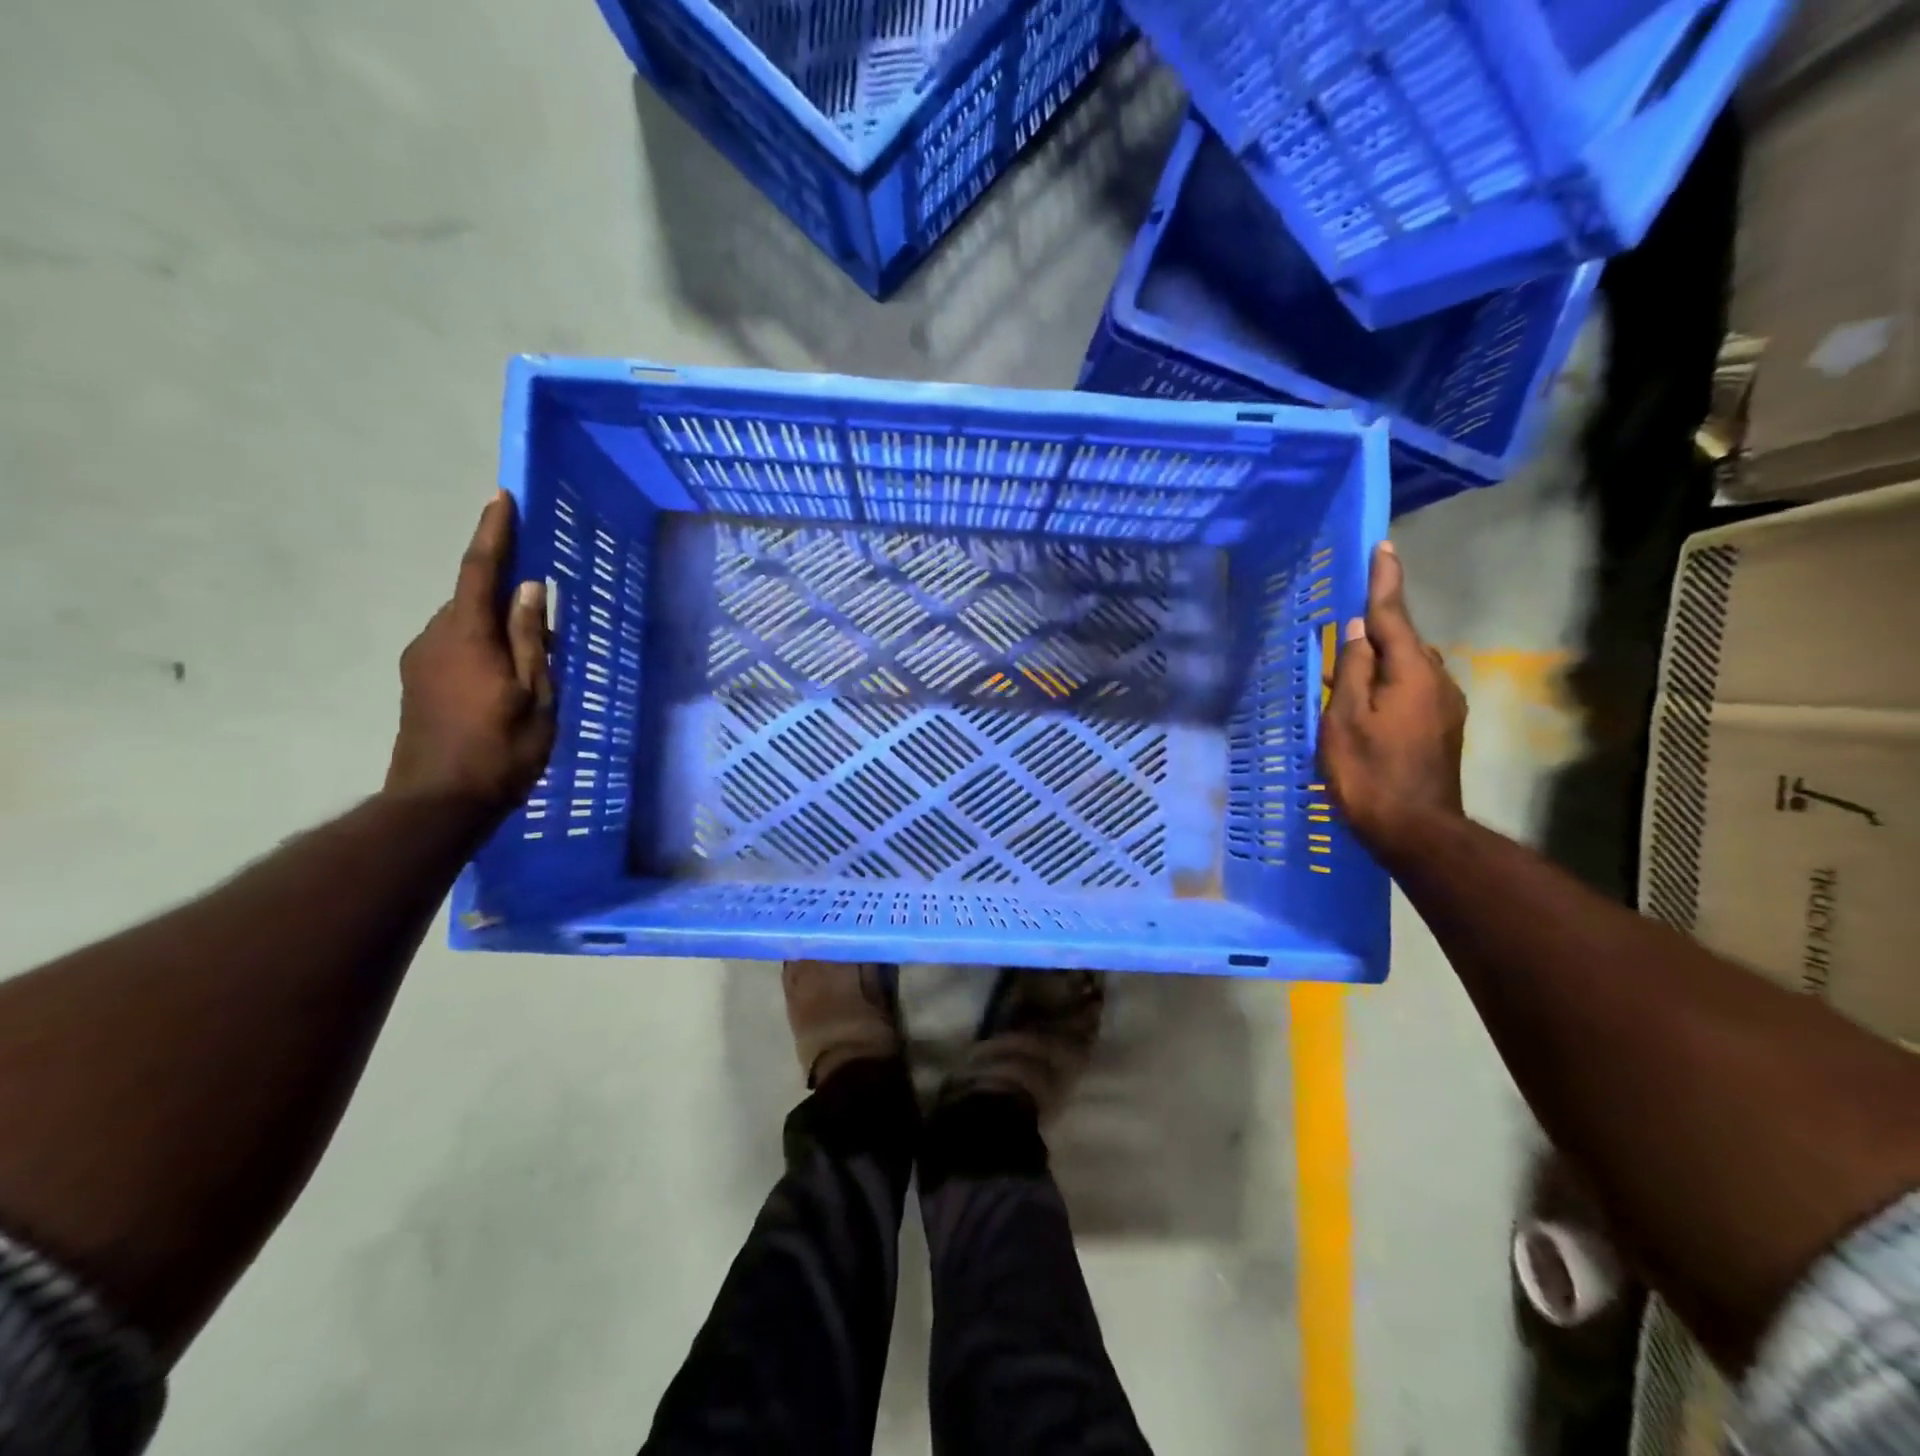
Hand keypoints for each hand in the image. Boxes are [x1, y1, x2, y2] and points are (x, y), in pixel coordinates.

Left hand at [386, 493, 554, 818]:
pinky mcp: (417, 682)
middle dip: (506, 592)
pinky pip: (456, 645)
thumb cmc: (501, 750)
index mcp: (467, 635)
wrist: (438, 803)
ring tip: (534, 656)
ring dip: (497, 626)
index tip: (502, 497)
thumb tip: (530, 588)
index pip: (480, 570)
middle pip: (472, 597)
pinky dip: (484, 646)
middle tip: (546, 613)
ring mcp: (421, 660)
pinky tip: (507, 677)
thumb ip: (531, 639)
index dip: (493, 532)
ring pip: (465, 624)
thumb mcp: (535, 695)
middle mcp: (435, 636)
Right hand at [1318, 542, 1466, 860]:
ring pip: (1408, 667)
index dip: (1385, 581)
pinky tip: (1363, 702)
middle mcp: (1436, 681)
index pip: (1393, 615)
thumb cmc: (1369, 773)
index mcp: (1411, 672)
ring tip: (1344, 670)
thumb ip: (1352, 670)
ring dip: (1379, 660)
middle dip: (1376, 628)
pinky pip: (1411, 689)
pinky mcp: (1440, 728)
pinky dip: (1386, 684)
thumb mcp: (1344, 719)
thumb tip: (1356, 632)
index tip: (1383, 546)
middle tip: (1343, 628)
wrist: (1415, 831)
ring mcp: (1443, 706)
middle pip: (1403, 641)